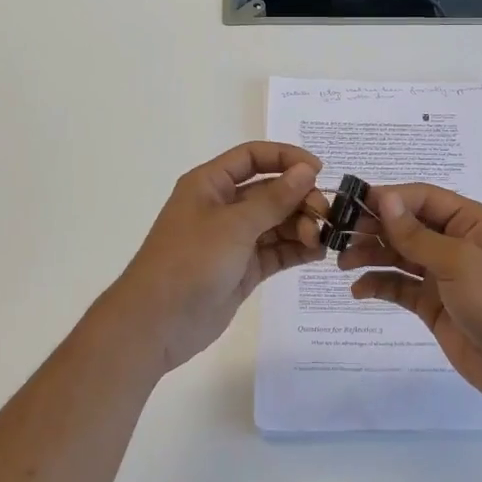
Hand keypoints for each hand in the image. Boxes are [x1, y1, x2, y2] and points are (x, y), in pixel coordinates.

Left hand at [103, 142, 328, 372]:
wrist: (156, 324)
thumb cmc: (190, 261)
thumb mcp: (235, 225)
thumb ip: (275, 198)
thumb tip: (307, 170)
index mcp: (210, 184)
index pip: (253, 157)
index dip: (286, 158)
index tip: (318, 170)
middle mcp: (223, 206)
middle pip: (270, 190)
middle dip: (299, 199)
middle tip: (324, 215)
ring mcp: (234, 239)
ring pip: (277, 222)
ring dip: (301, 226)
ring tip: (320, 239)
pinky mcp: (243, 268)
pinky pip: (276, 251)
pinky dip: (297, 250)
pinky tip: (317, 253)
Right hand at [340, 185, 481, 409]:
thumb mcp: (457, 261)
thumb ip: (416, 233)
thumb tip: (385, 198)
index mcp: (469, 221)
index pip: (422, 197)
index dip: (389, 198)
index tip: (353, 203)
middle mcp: (454, 241)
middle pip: (406, 224)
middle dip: (374, 227)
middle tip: (339, 235)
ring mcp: (442, 273)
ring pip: (398, 254)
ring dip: (371, 254)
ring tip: (342, 263)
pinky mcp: (432, 302)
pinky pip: (399, 285)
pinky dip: (378, 284)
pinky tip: (358, 290)